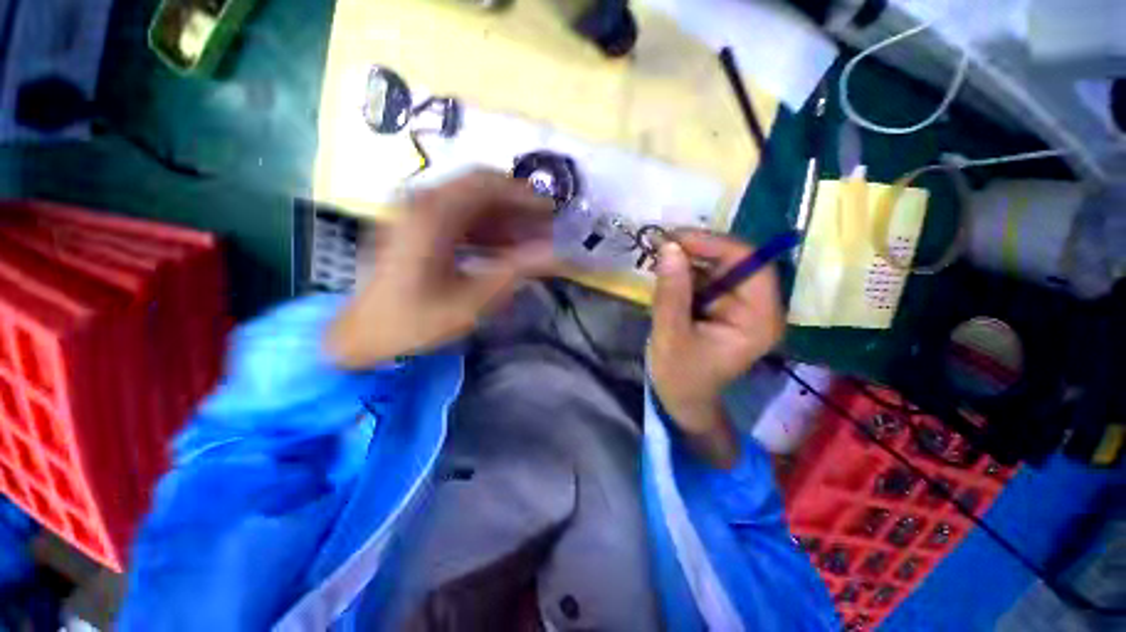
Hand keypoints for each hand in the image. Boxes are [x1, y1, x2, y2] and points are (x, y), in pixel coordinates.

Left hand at [326, 171, 558, 367]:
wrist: (364, 334)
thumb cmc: (416, 320)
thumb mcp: (472, 300)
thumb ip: (515, 271)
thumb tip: (555, 254)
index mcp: (431, 215)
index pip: (486, 184)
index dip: (523, 194)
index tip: (551, 212)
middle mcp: (421, 202)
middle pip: (480, 189)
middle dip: (517, 207)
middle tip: (544, 229)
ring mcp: (416, 212)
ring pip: (471, 203)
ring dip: (503, 219)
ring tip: (530, 242)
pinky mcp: (416, 226)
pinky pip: (459, 217)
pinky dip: (485, 229)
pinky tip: (503, 249)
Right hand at [649, 230, 783, 466]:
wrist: (682, 399)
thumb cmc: (680, 376)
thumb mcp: (670, 335)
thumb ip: (671, 292)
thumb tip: (668, 247)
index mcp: (758, 319)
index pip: (752, 266)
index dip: (716, 245)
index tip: (676, 238)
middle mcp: (757, 307)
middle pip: (736, 261)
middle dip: (698, 249)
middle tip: (661, 242)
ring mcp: (739, 304)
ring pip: (719, 266)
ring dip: (689, 257)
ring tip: (657, 253)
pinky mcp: (722, 305)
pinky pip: (706, 277)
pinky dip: (685, 270)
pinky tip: (664, 269)